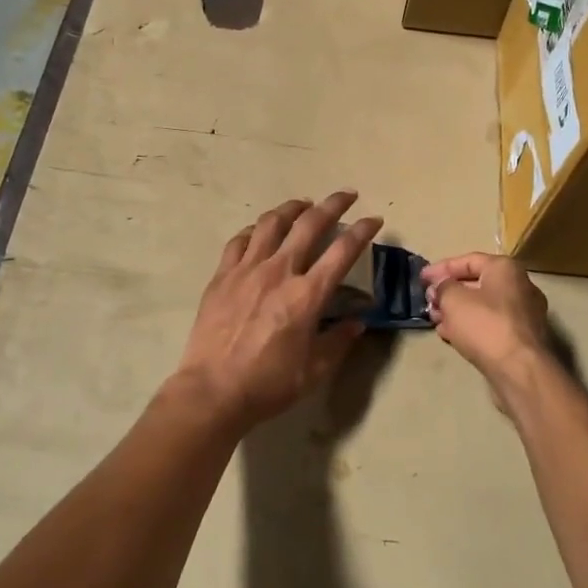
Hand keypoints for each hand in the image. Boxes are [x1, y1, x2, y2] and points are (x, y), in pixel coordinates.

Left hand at [175, 192, 381, 431]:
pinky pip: (240, 240)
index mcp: (307, 295)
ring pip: (271, 223)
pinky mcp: (222, 275)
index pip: (342, 251)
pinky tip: (261, 231)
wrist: (212, 391)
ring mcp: (247, 270)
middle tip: (346, 196)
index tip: (374, 220)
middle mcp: (279, 272)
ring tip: (303, 205)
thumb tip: (357, 322)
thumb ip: (339, 341)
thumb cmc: (268, 384)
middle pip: (309, 224)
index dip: (362, 231)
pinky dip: (255, 230)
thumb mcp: (314, 370)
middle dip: (333, 204)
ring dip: (292, 208)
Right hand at [422, 253, 552, 405]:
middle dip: (448, 292)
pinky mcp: (522, 337)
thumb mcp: (453, 299)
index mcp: (505, 268)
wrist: (519, 369)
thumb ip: (442, 287)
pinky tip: (451, 335)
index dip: (441, 268)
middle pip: (476, 283)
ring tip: (435, 320)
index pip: (468, 260)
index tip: (421, 278)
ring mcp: (524, 313)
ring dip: (456, 311)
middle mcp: (520, 285)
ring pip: (483, 306)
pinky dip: (471, 325)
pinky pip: (491, 324)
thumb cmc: (485, 325)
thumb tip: (440, 287)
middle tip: (428, 302)